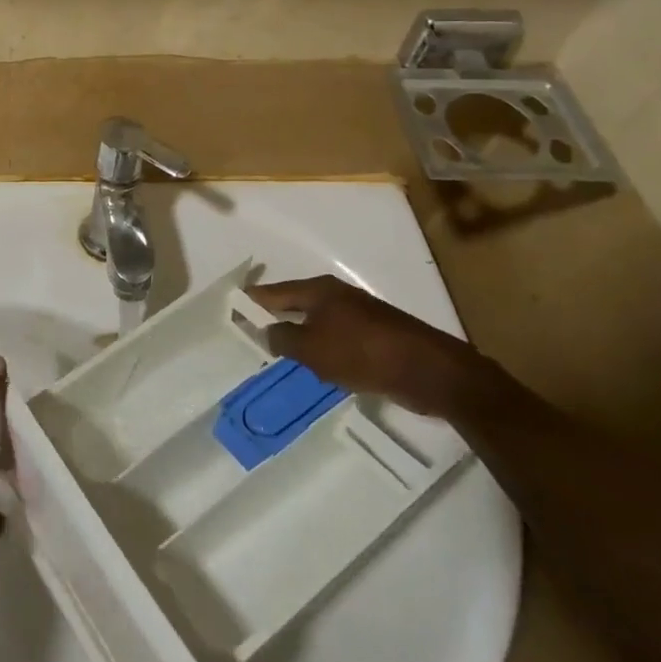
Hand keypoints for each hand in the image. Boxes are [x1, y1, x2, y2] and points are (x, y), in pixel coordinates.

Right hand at [248, 276, 484, 418]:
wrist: (429, 370)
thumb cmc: (362, 353)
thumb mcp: (312, 349)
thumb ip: (283, 339)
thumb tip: (267, 330)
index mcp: (318, 291)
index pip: (274, 292)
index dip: (252, 301)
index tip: (231, 309)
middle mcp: (337, 296)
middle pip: (296, 305)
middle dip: (275, 319)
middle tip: (252, 336)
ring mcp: (359, 315)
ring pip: (318, 324)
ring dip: (301, 338)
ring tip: (281, 357)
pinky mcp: (376, 337)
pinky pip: (338, 340)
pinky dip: (324, 350)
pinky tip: (319, 369)